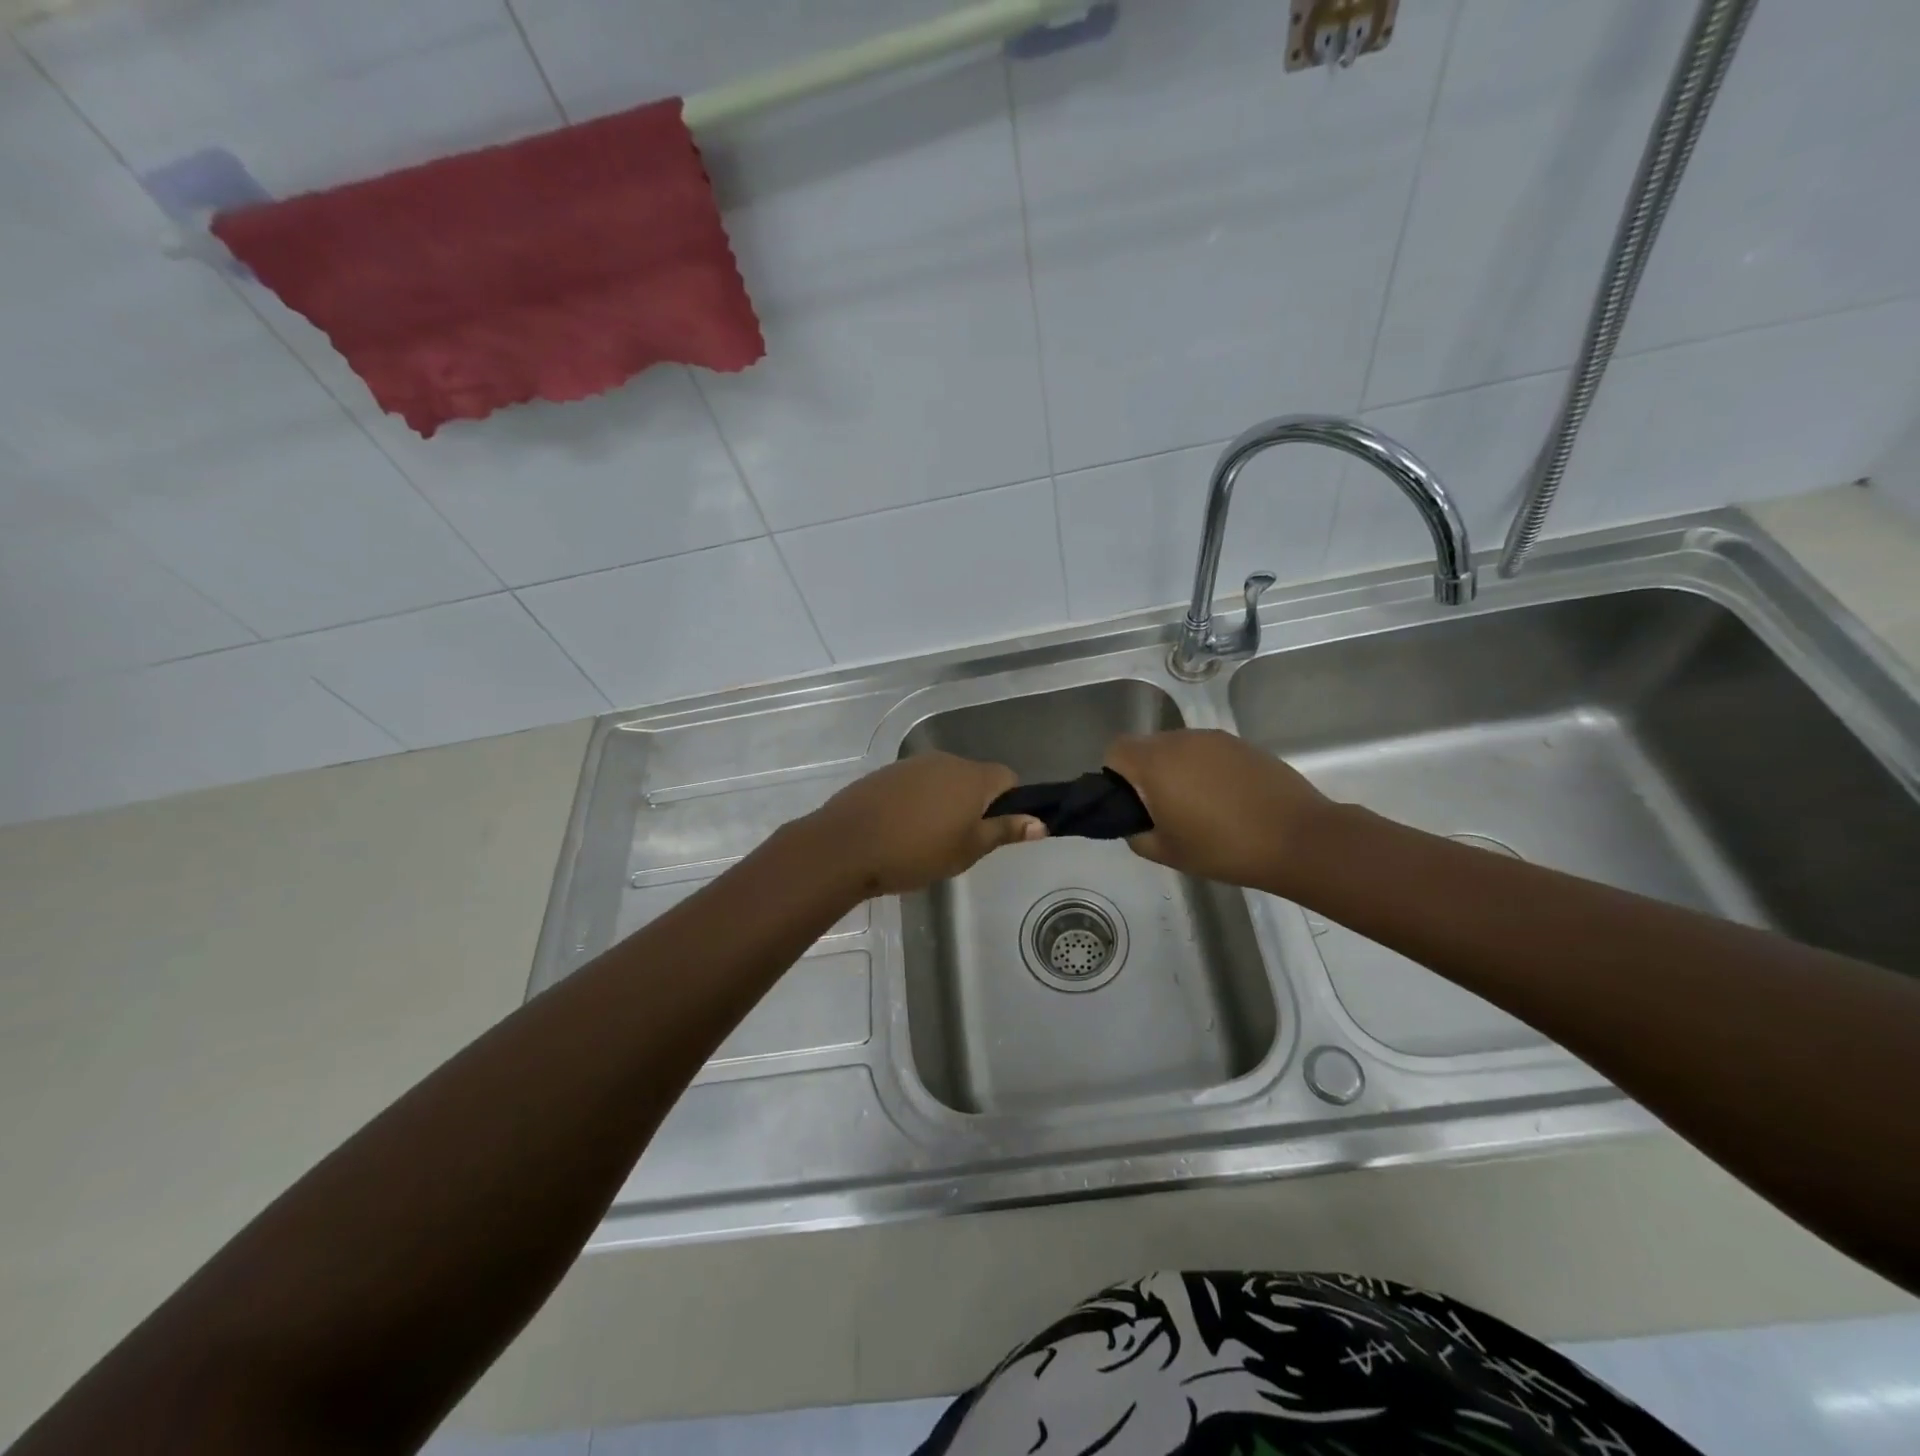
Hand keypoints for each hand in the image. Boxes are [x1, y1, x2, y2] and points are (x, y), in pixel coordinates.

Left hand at [802, 753, 1045, 896]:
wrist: (847, 845)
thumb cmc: (916, 852)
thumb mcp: (968, 849)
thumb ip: (1005, 831)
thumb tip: (1040, 823)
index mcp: (972, 777)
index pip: (1007, 778)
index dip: (1008, 802)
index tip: (996, 830)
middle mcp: (945, 760)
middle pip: (974, 777)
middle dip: (974, 803)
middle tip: (962, 841)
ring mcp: (912, 764)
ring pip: (942, 779)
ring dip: (944, 801)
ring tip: (928, 838)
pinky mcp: (885, 773)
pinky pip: (915, 784)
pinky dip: (917, 801)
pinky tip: (901, 828)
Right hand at [1105, 729, 1332, 892]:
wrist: (1298, 839)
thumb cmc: (1224, 849)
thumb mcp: (1167, 853)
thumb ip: (1137, 835)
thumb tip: (1135, 823)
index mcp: (1155, 763)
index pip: (1115, 751)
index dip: (1114, 776)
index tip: (1131, 804)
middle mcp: (1180, 740)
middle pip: (1146, 746)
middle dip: (1145, 773)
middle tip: (1163, 810)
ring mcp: (1214, 739)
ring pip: (1177, 747)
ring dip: (1176, 769)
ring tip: (1198, 805)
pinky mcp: (1242, 744)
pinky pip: (1207, 751)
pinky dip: (1205, 768)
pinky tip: (1226, 799)